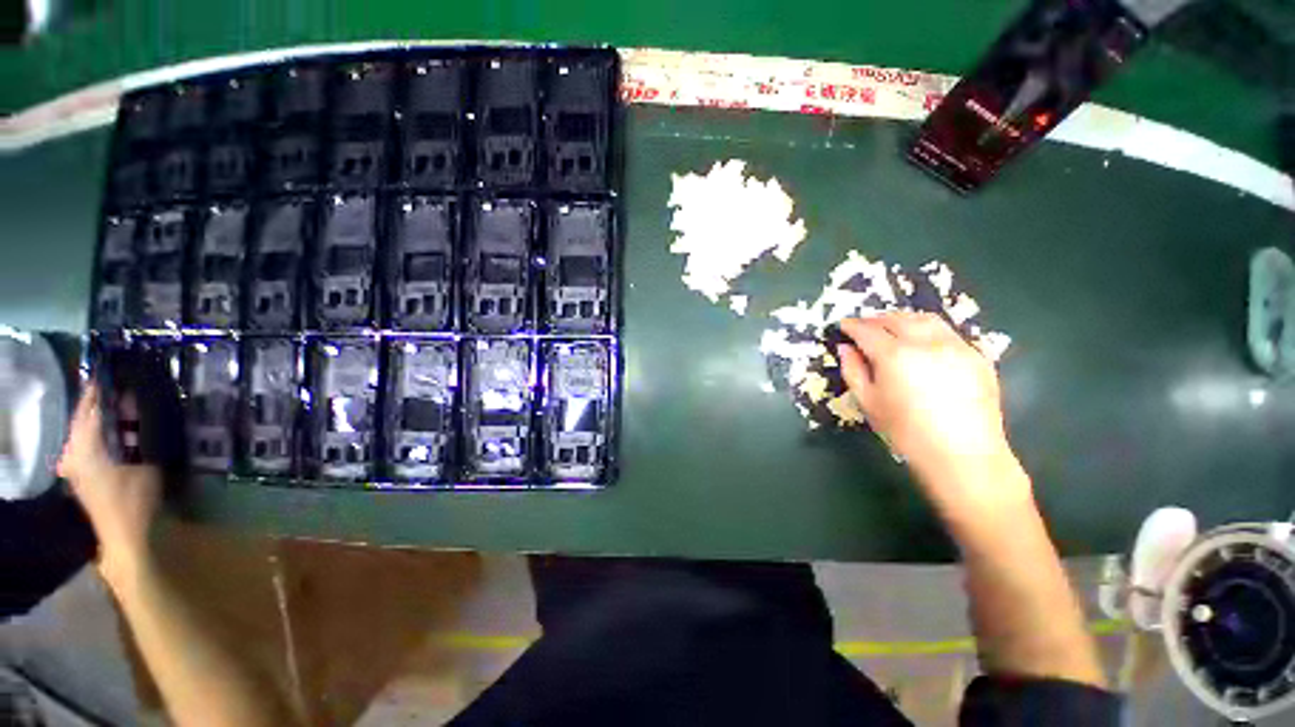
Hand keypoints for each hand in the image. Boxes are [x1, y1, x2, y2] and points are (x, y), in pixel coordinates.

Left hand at [58, 384, 162, 581]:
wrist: (124, 538)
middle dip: (102, 399)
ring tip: (125, 403)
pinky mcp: (83, 473)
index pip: (90, 405)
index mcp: (83, 445)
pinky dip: (103, 431)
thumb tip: (137, 402)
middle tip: (125, 384)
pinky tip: (119, 429)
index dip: (102, 386)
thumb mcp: (145, 462)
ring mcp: (75, 463)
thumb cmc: (134, 499)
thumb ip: (140, 431)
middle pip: (85, 416)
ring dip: (104, 415)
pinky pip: (90, 441)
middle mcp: (72, 450)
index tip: (117, 368)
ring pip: (87, 429)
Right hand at [836, 313, 1031, 516]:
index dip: (852, 326)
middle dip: (876, 319)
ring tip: (892, 328)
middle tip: (864, 326)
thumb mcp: (868, 402)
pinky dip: (928, 330)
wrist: (962, 455)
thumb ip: (853, 370)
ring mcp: (956, 346)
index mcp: (895, 355)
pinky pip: (947, 332)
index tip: (843, 325)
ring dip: (903, 319)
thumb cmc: (905, 432)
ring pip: (925, 319)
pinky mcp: (977, 356)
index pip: (867, 330)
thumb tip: (845, 348)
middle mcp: (926, 342)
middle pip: (896, 318)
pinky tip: (922, 343)